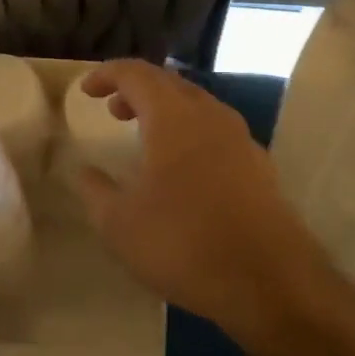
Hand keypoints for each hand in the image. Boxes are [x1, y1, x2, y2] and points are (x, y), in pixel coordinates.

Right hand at [75, 61, 344, 355]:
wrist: (270, 281)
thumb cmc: (184, 243)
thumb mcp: (121, 224)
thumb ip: (96, 191)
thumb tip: (84, 172)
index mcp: (173, 117)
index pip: (137, 74)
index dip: (108, 74)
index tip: (86, 90)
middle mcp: (210, 115)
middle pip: (170, 84)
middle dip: (138, 90)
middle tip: (113, 109)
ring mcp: (241, 139)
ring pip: (197, 106)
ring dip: (166, 111)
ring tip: (144, 137)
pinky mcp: (259, 166)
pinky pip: (216, 132)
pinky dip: (190, 133)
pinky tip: (183, 169)